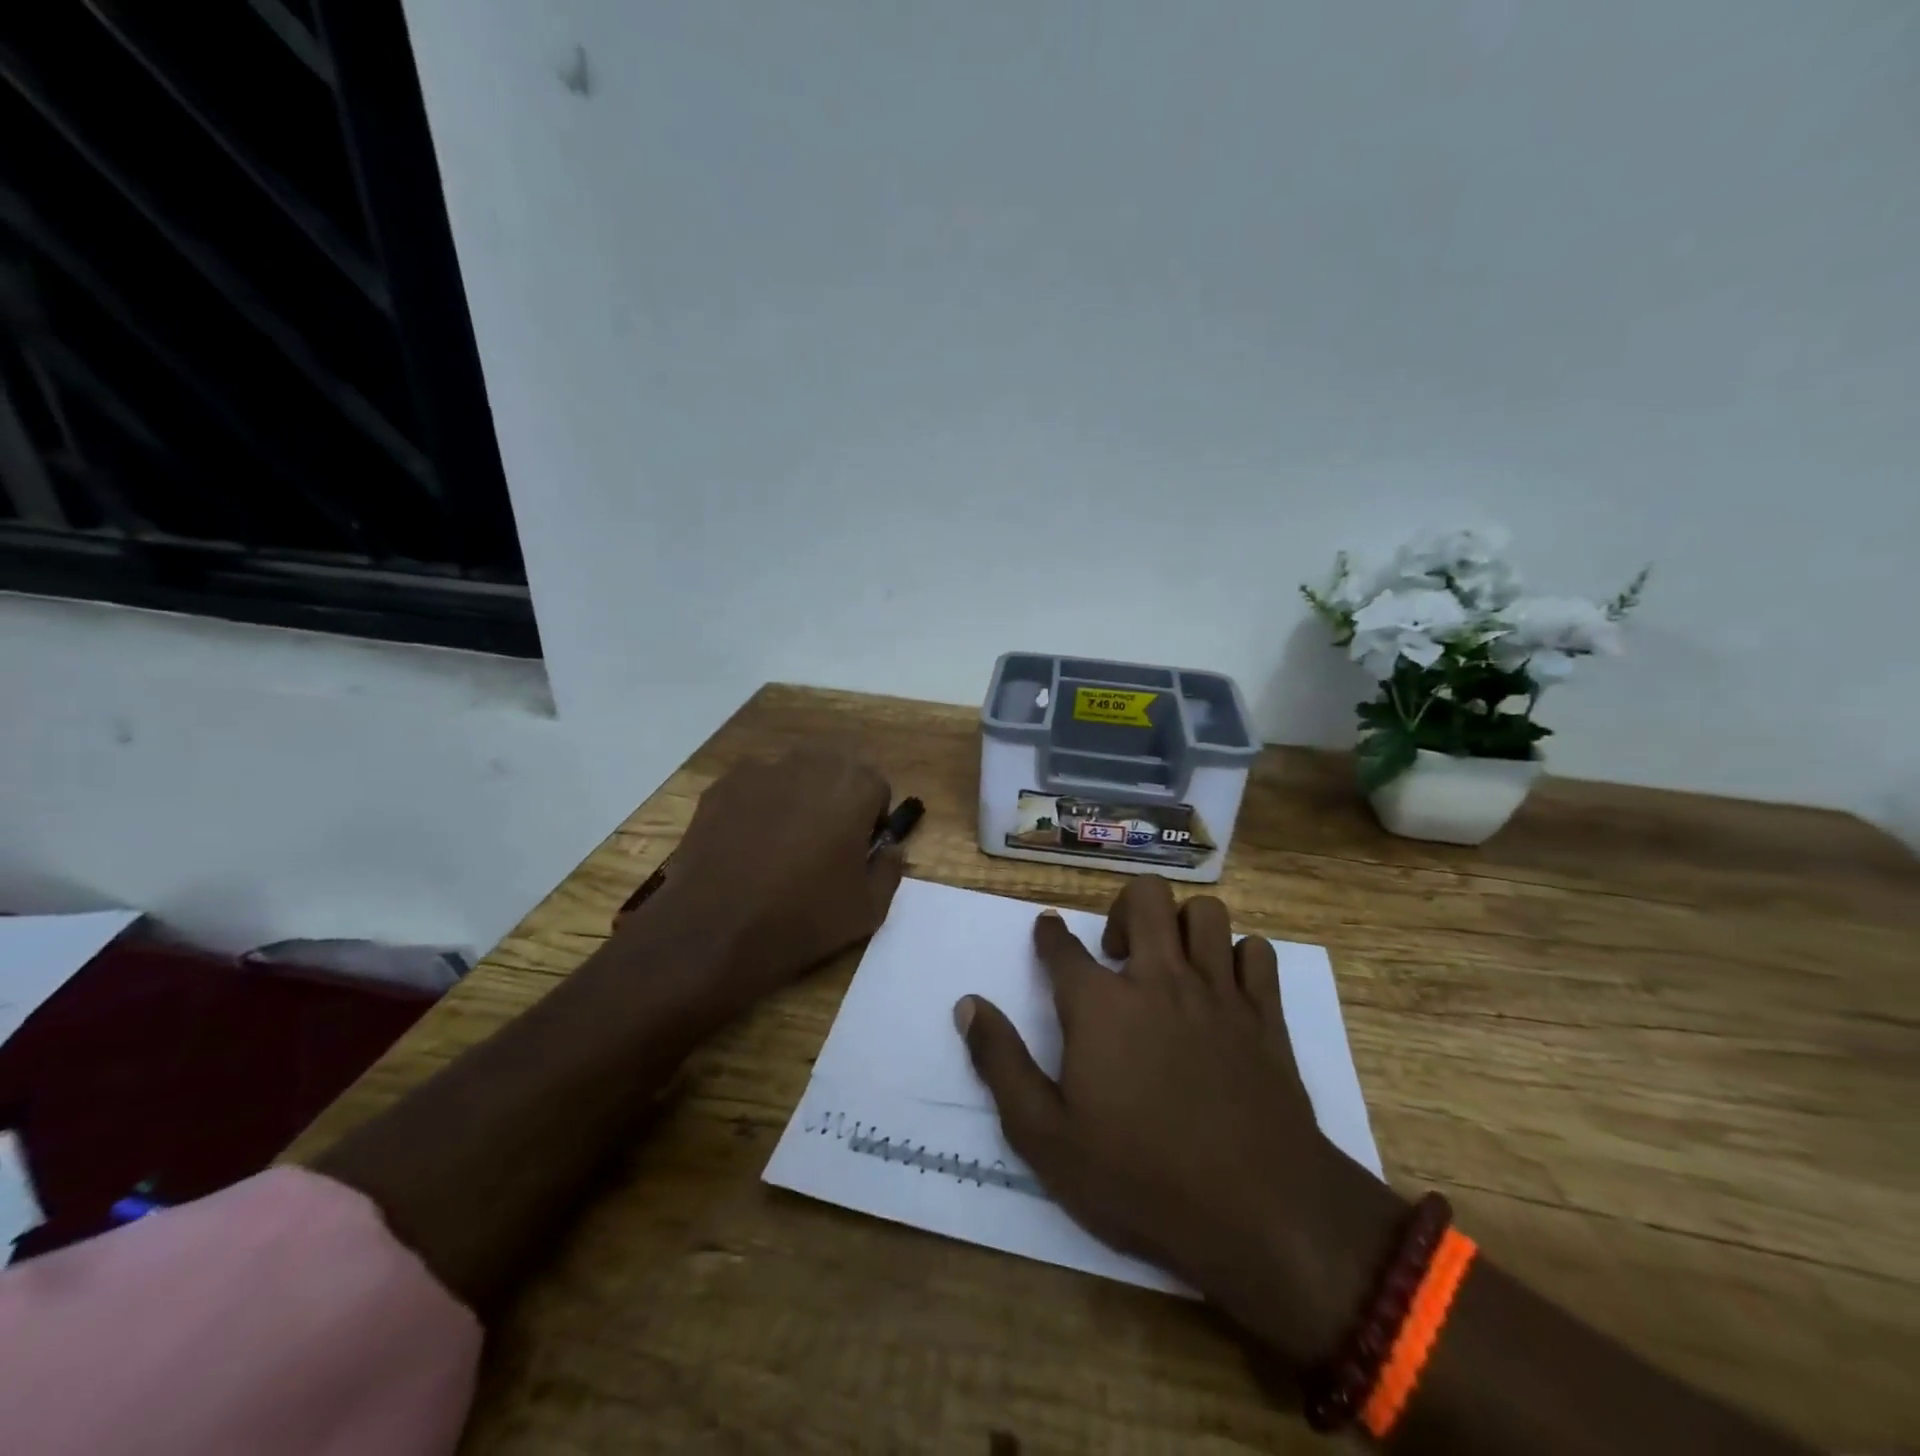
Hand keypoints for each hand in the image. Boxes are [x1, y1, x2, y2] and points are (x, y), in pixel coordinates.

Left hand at [629, 751, 905, 1019]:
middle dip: (835, 801)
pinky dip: (756, 808)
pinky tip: (746, 847)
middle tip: (822, 846)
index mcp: (854, 787)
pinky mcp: (722, 786)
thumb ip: (891, 868)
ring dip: (796, 800)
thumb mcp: (869, 909)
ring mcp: (761, 771)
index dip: (870, 821)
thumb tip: (890, 847)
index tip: (857, 852)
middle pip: (835, 772)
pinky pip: (753, 789)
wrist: (715, 931)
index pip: (876, 789)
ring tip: (780, 847)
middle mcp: (810, 764)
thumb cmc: (804, 918)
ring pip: (792, 777)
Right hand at [955, 876, 1401, 1366]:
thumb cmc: (1139, 1176)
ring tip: (1171, 962)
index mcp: (1100, 1005)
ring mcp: (1218, 992)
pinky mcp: (1265, 1015)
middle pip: (1145, 898)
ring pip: (1205, 913)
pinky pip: (1257, 953)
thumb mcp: (1045, 1136)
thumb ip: (1001, 1063)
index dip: (1050, 934)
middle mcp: (1158, 979)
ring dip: (1183, 925)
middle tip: (1118, 953)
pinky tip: (1225, 986)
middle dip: (1123, 909)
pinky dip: (1239, 958)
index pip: (1062, 947)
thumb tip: (968, 1005)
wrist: (1258, 1211)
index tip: (1048, 929)